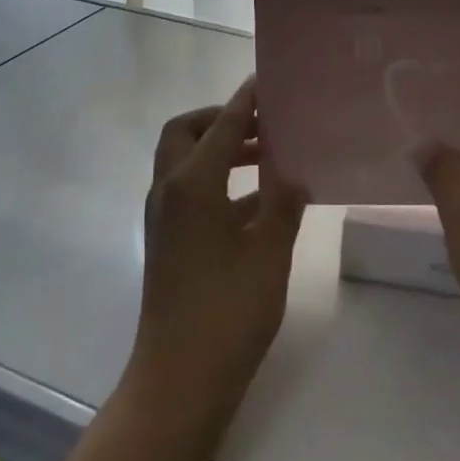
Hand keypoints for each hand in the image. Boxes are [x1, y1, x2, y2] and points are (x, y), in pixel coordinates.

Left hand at [129, 79, 305, 418]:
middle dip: (220, 119)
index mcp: (192, 184)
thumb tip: (295, 174)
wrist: (179, 379)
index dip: (245, 101)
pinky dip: (220, 183)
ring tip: (268, 155)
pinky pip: (191, 192)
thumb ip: (283, 204)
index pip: (221, 125)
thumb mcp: (268, 253)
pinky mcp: (169, 241)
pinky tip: (260, 201)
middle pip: (186, 132)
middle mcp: (169, 190)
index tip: (267, 81)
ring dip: (220, 150)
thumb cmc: (227, 311)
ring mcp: (164, 217)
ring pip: (186, 163)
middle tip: (262, 122)